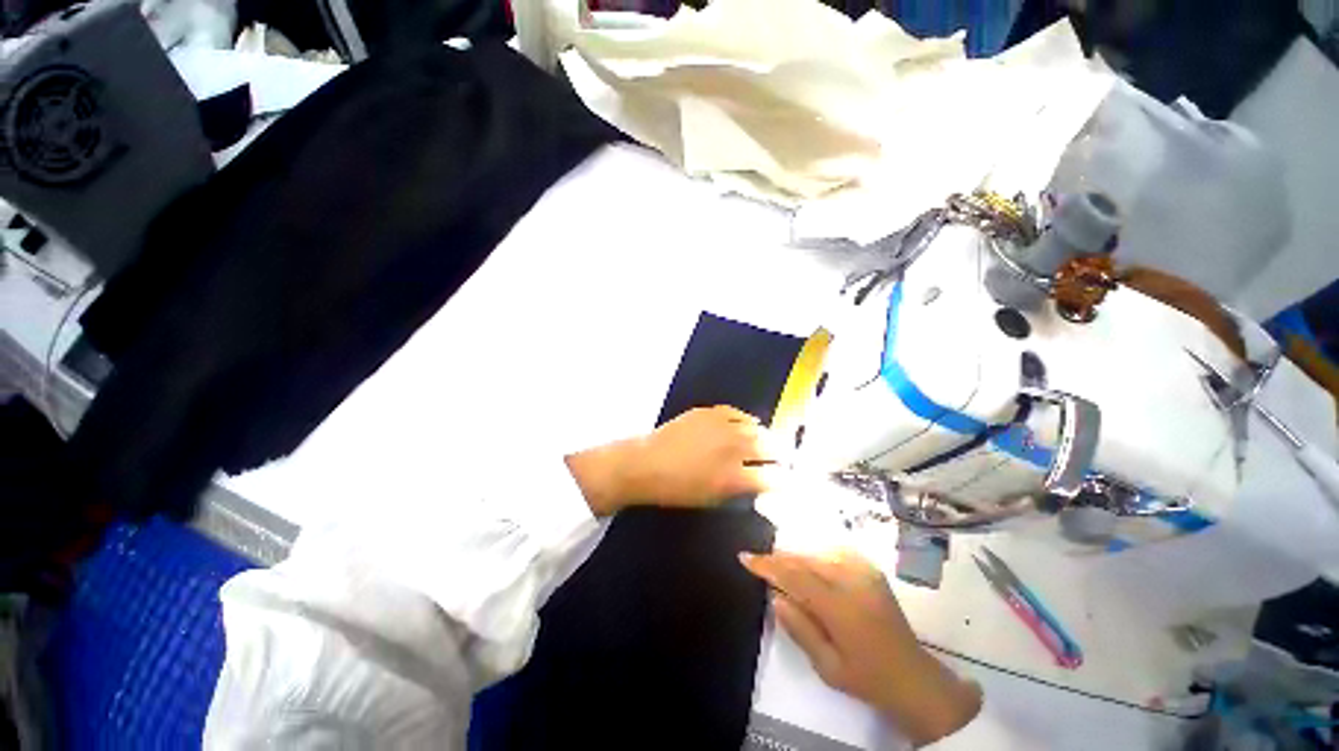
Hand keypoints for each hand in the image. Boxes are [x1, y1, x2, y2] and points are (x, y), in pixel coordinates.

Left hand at [566, 406, 776, 515]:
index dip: (784, 479)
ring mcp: (722, 426)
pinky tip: (748, 424)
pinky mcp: (710, 412)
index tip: (788, 479)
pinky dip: (746, 420)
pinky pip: (736, 413)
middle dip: (781, 454)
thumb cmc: (677, 490)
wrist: (646, 464)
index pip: (773, 477)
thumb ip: (739, 489)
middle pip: (770, 447)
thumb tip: (758, 480)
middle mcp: (733, 448)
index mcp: (735, 477)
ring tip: (768, 440)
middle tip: (784, 457)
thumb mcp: (712, 498)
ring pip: (756, 427)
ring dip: (765, 435)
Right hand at [740, 550, 980, 746]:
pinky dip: (813, 556)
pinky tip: (806, 567)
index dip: (767, 565)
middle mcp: (853, 580)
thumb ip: (799, 628)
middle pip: (804, 559)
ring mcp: (864, 570)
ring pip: (816, 553)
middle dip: (779, 559)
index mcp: (842, 607)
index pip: (796, 576)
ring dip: (794, 558)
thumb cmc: (867, 678)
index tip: (744, 557)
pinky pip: (831, 552)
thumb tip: (774, 595)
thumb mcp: (827, 666)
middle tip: (758, 563)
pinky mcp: (869, 568)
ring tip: (778, 567)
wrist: (914, 676)